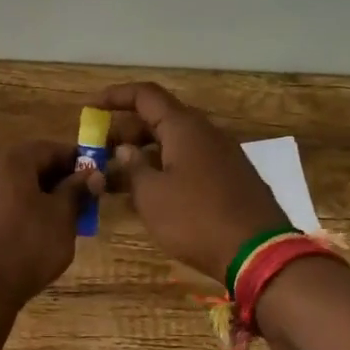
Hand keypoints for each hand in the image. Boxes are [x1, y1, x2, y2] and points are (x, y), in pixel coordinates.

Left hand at [0, 140, 100, 310]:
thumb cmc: (26, 247)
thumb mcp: (61, 218)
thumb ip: (76, 191)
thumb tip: (91, 174)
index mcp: (9, 161)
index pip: (48, 149)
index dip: (73, 161)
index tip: (92, 177)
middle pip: (24, 166)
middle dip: (52, 180)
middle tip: (75, 202)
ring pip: (6, 187)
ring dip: (31, 197)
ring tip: (52, 222)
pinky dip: (10, 212)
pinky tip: (22, 236)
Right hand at [94, 82, 290, 281]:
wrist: (259, 253)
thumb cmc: (196, 219)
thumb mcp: (151, 196)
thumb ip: (133, 168)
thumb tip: (126, 150)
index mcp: (184, 127)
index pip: (145, 95)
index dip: (115, 96)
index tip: (90, 107)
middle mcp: (205, 133)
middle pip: (159, 119)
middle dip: (125, 132)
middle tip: (99, 152)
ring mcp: (222, 156)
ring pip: (174, 143)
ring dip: (144, 154)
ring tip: (117, 177)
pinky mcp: (231, 179)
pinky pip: (190, 162)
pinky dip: (165, 168)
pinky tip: (150, 193)